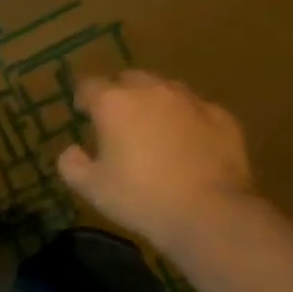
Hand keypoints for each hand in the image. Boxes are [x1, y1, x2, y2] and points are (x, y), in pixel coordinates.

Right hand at [56, 71, 255, 251]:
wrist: (209, 212)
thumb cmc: (141, 198)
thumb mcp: (92, 189)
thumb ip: (72, 164)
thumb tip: (71, 150)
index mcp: (114, 103)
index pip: (89, 85)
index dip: (83, 97)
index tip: (83, 112)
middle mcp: (151, 90)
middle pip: (129, 79)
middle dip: (120, 93)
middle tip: (119, 120)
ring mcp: (190, 100)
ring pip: (165, 89)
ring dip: (155, 102)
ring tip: (155, 128)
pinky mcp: (221, 116)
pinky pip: (197, 109)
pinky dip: (187, 119)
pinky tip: (189, 143)